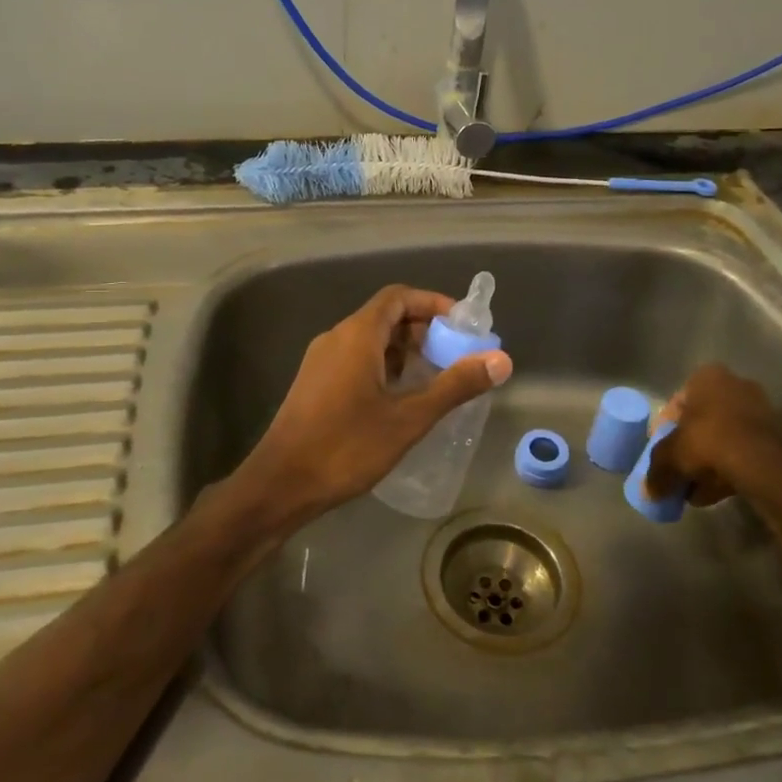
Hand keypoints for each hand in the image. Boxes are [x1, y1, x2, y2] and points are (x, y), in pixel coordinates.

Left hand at [235, 284, 512, 527]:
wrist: (280, 484)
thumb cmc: (346, 447)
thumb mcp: (408, 418)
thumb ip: (454, 386)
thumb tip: (501, 360)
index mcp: (357, 335)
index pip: (398, 297)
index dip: (433, 303)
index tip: (463, 324)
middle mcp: (336, 338)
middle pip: (385, 316)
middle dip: (423, 329)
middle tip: (456, 354)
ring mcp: (321, 361)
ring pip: (370, 340)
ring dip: (404, 350)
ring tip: (436, 377)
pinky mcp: (315, 384)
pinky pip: (356, 360)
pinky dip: (384, 366)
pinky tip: (401, 398)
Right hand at [645, 363, 781, 507]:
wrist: (761, 464)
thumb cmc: (707, 443)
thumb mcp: (669, 457)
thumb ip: (656, 471)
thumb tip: (649, 492)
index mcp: (706, 377)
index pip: (676, 404)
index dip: (664, 431)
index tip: (662, 454)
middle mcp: (735, 385)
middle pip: (701, 421)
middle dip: (689, 448)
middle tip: (679, 471)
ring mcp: (759, 409)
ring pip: (723, 438)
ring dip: (708, 462)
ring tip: (696, 489)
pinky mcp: (775, 435)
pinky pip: (743, 450)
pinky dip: (729, 468)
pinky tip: (716, 492)